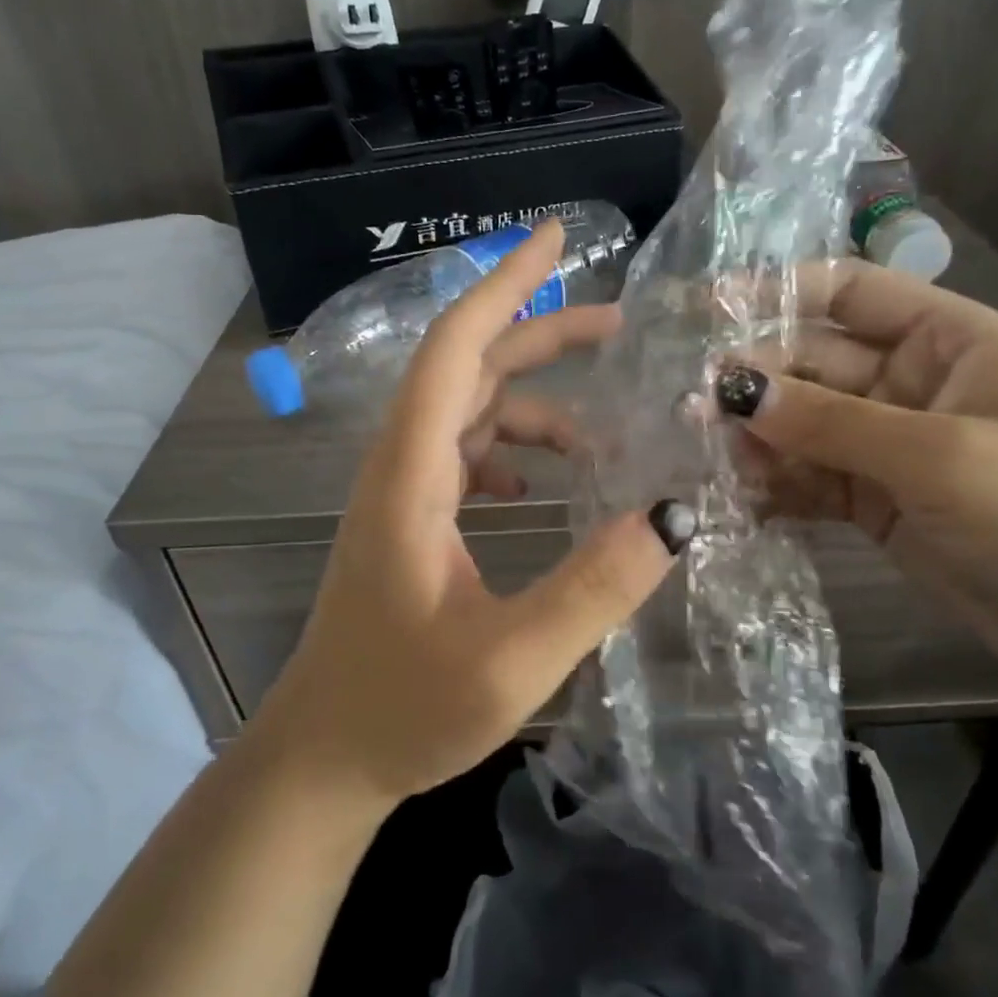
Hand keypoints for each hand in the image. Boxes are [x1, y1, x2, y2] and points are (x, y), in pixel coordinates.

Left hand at [255, 221, 693, 811]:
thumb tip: (675, 514)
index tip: (554, 236)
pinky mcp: (409, 522)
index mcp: (411, 476)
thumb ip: (594, 587)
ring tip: (600, 436)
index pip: (456, 349)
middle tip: (619, 326)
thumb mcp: (512, 658)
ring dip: (533, 407)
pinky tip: (540, 489)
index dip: (505, 284)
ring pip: (470, 414)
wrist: (323, 760)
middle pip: (469, 369)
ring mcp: (401, 494)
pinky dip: (509, 452)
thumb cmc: (402, 710)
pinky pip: (464, 457)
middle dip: (540, 335)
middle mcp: (400, 467)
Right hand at [714, 259, 997, 681]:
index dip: (781, 290)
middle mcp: (911, 382)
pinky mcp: (873, 499)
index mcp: (947, 340)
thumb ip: (831, 421)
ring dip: (757, 436)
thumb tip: (732, 390)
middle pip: (814, 361)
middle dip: (757, 379)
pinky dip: (774, 484)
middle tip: (692, 404)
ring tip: (703, 452)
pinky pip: (810, 477)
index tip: (710, 306)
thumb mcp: (939, 456)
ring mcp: (889, 444)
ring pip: (803, 423)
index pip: (851, 291)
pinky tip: (735, 495)